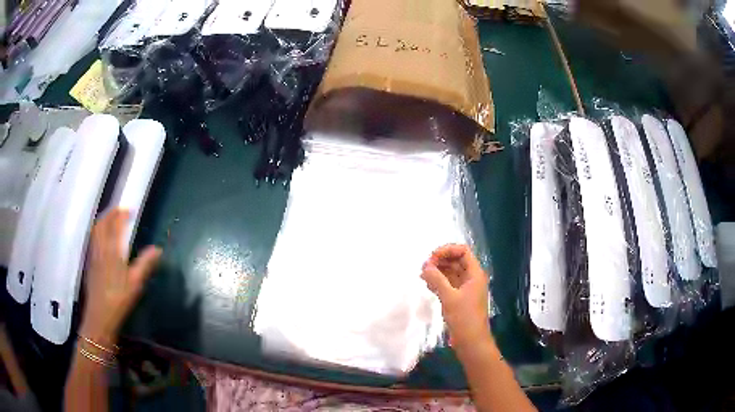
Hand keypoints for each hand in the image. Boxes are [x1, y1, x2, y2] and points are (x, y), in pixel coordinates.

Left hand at [80, 209, 161, 344]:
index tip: (129, 210)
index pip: (115, 225)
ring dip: (102, 221)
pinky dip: (97, 232)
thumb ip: (145, 264)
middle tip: (118, 210)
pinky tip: (101, 239)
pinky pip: (93, 240)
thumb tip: (158, 249)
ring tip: (109, 220)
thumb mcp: (136, 283)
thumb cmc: (119, 298)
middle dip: (110, 214)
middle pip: (102, 224)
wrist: (100, 315)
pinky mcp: (90, 263)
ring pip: (95, 231)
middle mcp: (101, 248)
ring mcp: (94, 255)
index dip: (122, 215)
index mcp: (112, 250)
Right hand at [421, 244, 491, 349]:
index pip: (463, 251)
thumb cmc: (464, 318)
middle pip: (457, 261)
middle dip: (440, 261)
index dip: (447, 250)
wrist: (471, 341)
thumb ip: (437, 279)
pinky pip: (449, 284)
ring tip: (423, 275)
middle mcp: (471, 278)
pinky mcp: (460, 299)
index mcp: (475, 274)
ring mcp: (466, 289)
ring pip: (452, 273)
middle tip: (424, 267)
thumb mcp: (449, 297)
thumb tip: (425, 266)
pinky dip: (439, 282)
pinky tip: (427, 284)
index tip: (431, 258)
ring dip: (438, 271)